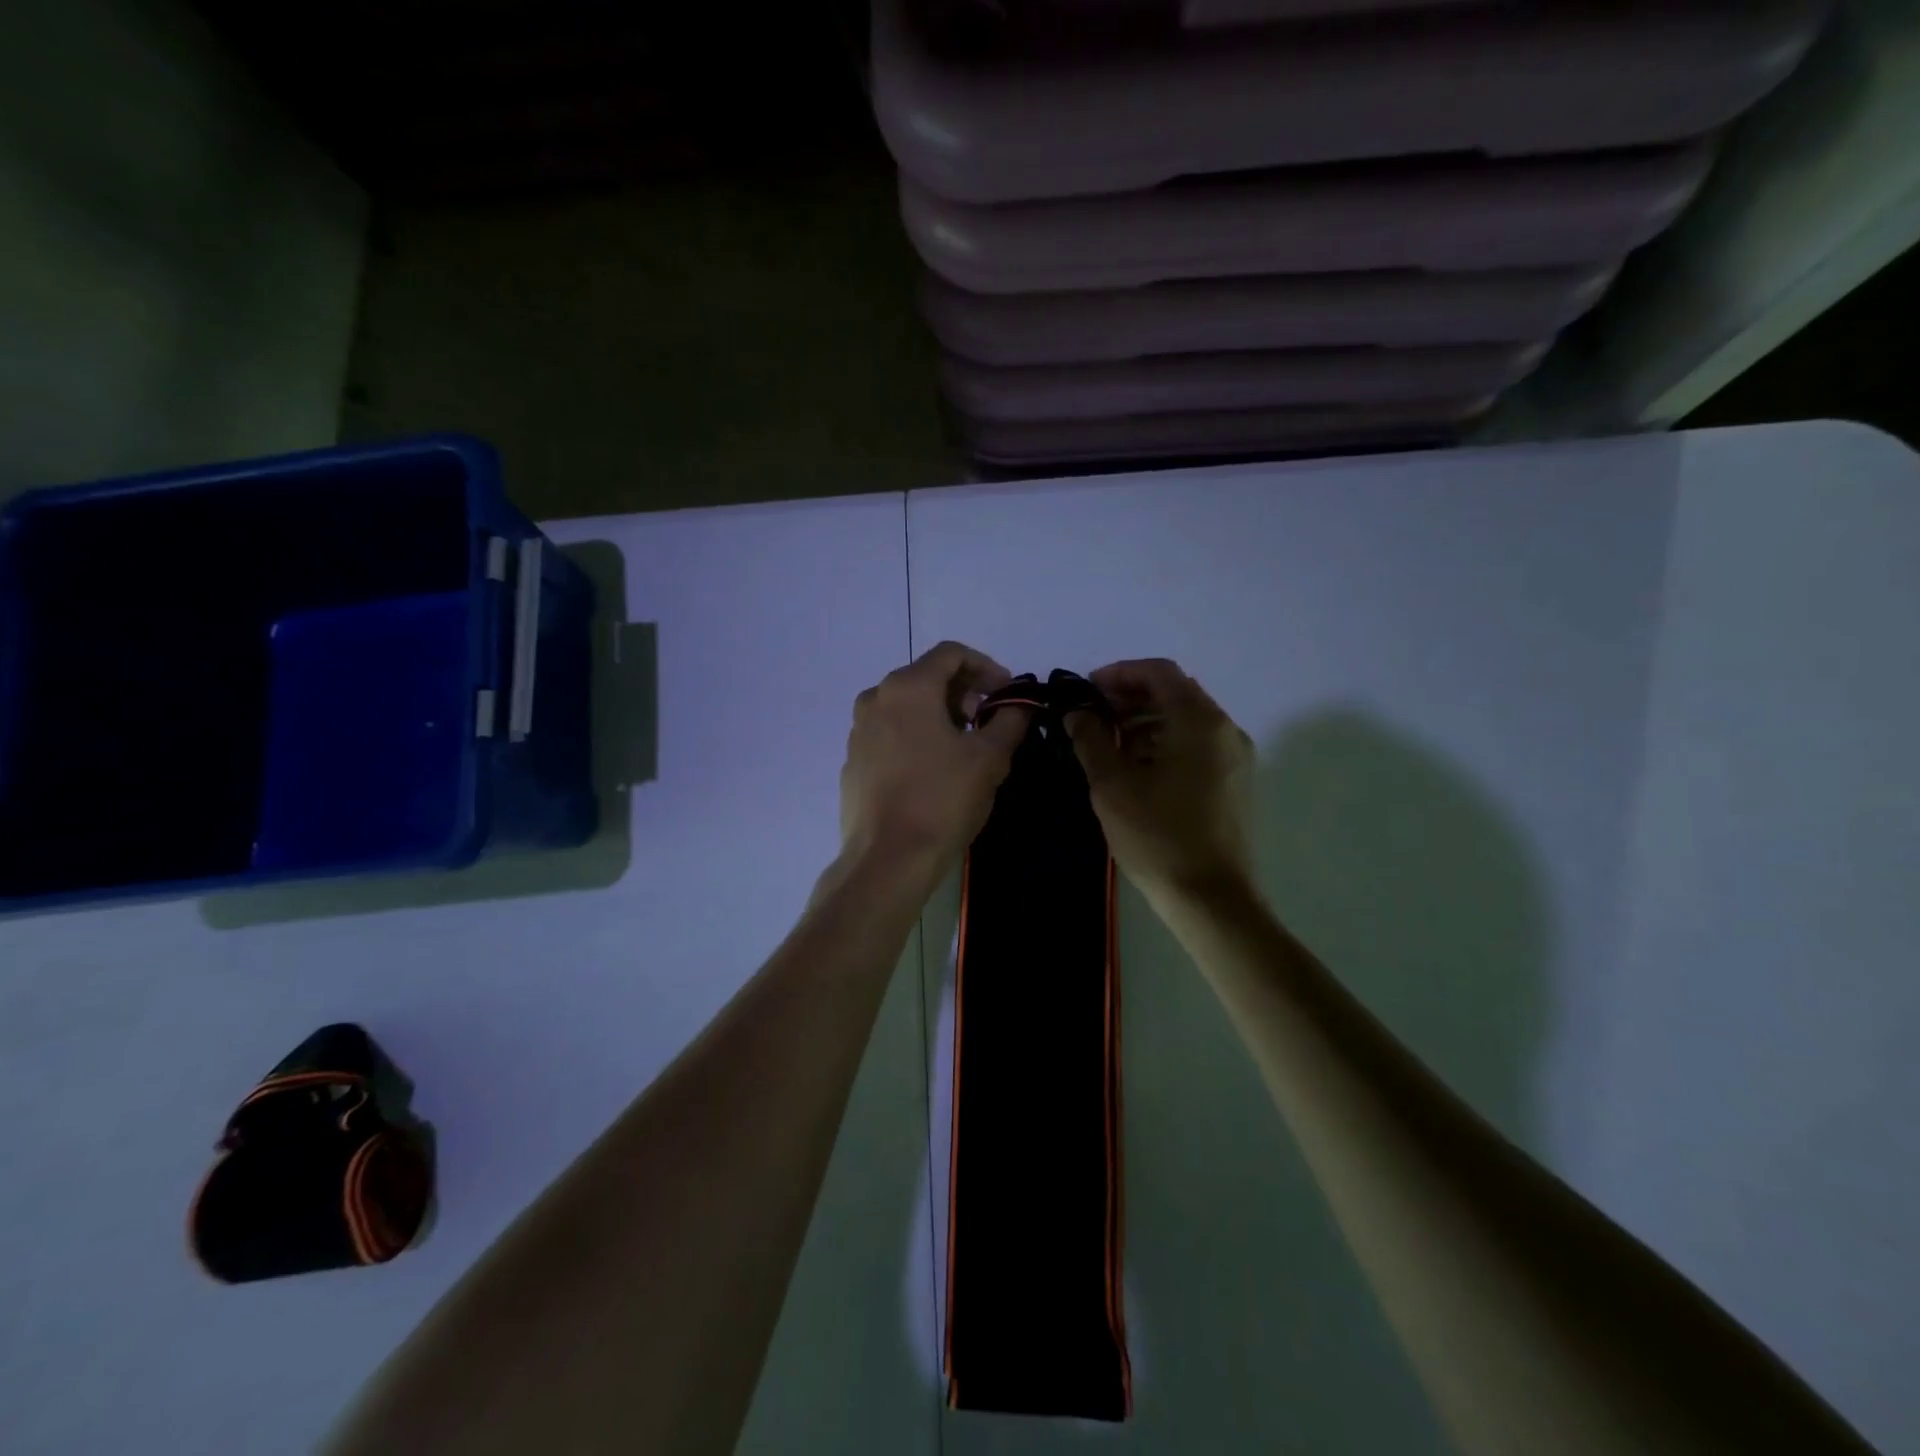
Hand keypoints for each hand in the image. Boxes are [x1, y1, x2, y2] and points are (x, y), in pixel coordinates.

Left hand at [839, 641, 1030, 878]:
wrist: (888, 858)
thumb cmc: (942, 799)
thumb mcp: (990, 758)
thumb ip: (1009, 721)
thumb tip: (1020, 706)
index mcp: (908, 687)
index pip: (951, 654)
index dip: (986, 667)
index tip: (1007, 694)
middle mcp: (876, 699)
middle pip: (926, 677)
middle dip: (964, 692)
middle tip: (990, 720)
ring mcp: (859, 731)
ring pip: (907, 706)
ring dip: (941, 714)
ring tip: (966, 745)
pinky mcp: (854, 761)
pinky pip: (890, 733)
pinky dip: (917, 735)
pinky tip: (935, 768)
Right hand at [1066, 659, 1255, 903]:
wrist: (1211, 899)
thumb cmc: (1158, 836)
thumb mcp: (1113, 785)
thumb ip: (1091, 738)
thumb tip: (1076, 712)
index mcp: (1200, 721)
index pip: (1159, 672)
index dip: (1119, 673)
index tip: (1085, 689)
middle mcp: (1225, 730)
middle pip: (1174, 693)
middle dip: (1129, 697)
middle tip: (1090, 715)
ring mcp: (1234, 757)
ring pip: (1184, 721)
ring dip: (1144, 721)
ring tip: (1106, 743)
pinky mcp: (1233, 782)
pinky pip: (1195, 745)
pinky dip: (1163, 743)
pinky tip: (1133, 767)